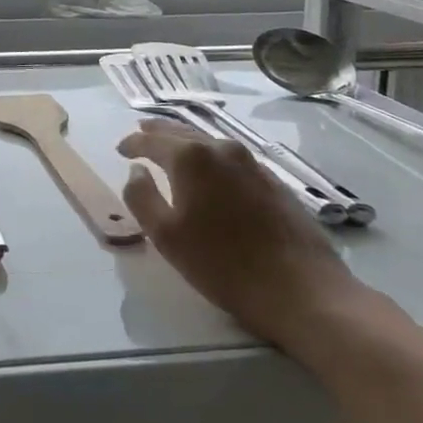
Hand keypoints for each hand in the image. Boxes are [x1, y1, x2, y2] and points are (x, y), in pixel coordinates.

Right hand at [118, 120, 360, 350]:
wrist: (302, 291)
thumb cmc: (223, 264)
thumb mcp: (166, 236)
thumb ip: (141, 197)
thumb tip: (137, 171)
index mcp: (191, 158)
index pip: (152, 140)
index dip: (133, 143)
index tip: (121, 149)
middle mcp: (222, 149)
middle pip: (183, 131)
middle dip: (159, 132)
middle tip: (141, 133)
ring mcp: (253, 163)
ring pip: (210, 142)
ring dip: (187, 142)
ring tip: (172, 148)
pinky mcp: (274, 181)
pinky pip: (231, 158)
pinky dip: (212, 157)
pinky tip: (211, 171)